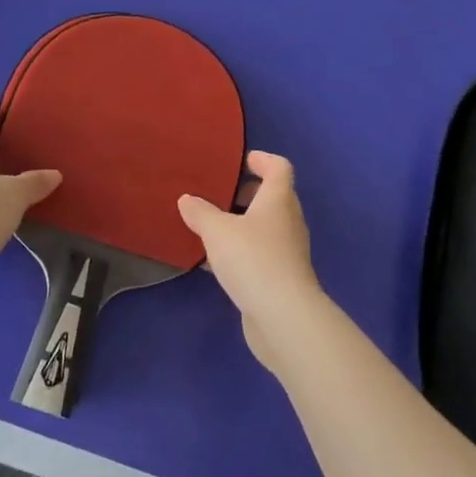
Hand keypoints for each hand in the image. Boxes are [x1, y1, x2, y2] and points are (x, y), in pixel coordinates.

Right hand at [178, 151, 323, 371]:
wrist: (283, 316)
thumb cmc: (252, 259)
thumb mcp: (217, 231)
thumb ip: (200, 213)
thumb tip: (187, 199)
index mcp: (278, 200)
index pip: (279, 168)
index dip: (263, 160)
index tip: (242, 160)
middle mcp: (288, 221)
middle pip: (274, 197)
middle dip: (248, 194)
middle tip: (220, 194)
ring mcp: (288, 252)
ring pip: (266, 228)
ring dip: (243, 224)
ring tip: (212, 226)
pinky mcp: (282, 278)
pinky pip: (260, 254)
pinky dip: (241, 251)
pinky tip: (216, 262)